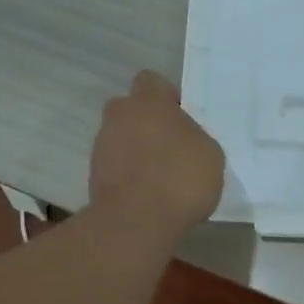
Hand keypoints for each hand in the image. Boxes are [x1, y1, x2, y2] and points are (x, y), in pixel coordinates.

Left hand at [89, 71, 224, 237]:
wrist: (137, 222)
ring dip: (137, 151)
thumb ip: (194, 137)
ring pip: (122, 139)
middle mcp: (119, 116)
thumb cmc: (180, 178)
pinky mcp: (93, 176)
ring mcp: (101, 146)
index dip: (167, 97)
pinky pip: (116, 166)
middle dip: (148, 124)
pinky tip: (148, 196)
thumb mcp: (210, 154)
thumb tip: (183, 140)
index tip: (182, 117)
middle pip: (132, 111)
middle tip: (171, 148)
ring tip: (160, 178)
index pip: (152, 81)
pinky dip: (129, 176)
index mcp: (148, 102)